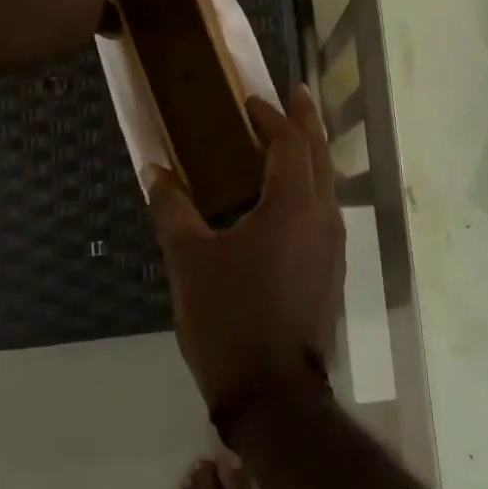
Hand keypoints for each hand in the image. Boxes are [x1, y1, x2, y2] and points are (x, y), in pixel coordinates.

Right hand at [148, 87, 345, 411]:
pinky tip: (287, 196)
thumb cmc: (229, 318)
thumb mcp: (190, 260)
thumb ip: (172, 208)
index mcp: (292, 207)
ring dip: (311, 154)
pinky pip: (324, 210)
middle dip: (308, 122)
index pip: (291, 144)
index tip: (251, 100)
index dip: (272, 117)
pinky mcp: (331, 270)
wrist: (272, 394)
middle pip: (320, 156)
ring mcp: (333, 246)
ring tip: (290, 138)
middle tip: (297, 94)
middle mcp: (323, 218)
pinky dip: (309, 186)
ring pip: (328, 184)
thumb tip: (154, 169)